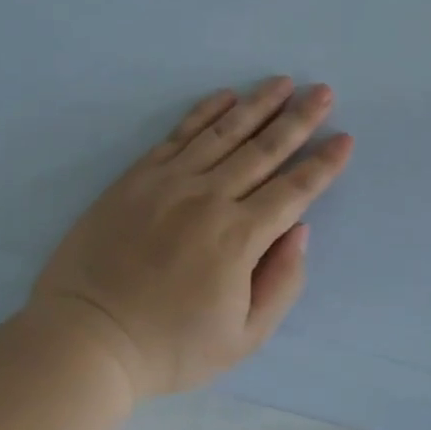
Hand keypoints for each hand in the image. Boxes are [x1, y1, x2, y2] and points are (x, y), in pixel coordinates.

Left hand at [30, 78, 353, 398]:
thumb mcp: (244, 338)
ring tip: (283, 82)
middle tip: (323, 91)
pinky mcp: (137, 178)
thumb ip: (281, 282)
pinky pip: (178, 135)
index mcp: (239, 238)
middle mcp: (209, 199)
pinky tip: (226, 95)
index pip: (294, 190)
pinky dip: (204, 111)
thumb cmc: (171, 348)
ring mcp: (169, 183)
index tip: (344, 138)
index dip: (323, 164)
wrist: (86, 340)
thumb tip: (299, 230)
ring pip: (224, 132)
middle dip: (299, 119)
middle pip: (264, 150)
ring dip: (258, 104)